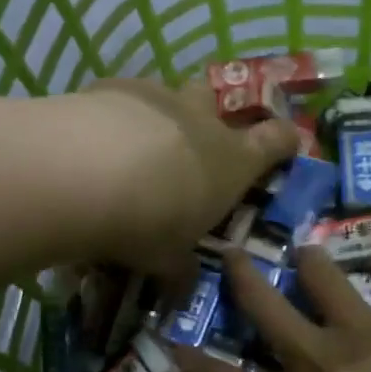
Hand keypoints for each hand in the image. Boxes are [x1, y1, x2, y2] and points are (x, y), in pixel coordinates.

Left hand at [70, 79, 297, 288]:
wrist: (86, 173)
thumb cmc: (146, 222)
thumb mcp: (166, 258)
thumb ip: (178, 268)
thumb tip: (182, 285)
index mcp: (231, 160)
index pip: (275, 139)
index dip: (283, 140)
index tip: (284, 142)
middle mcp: (200, 119)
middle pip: (214, 101)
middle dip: (204, 116)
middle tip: (185, 144)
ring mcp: (156, 96)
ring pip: (165, 96)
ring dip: (154, 117)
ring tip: (126, 147)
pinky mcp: (111, 86)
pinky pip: (119, 96)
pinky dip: (111, 115)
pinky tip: (90, 138)